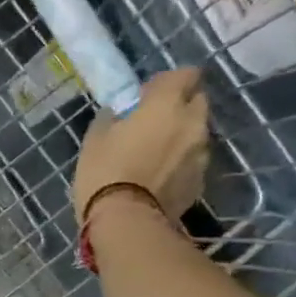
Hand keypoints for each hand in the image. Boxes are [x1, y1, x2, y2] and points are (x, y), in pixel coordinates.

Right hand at [72, 67, 210, 224]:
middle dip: (180, 106)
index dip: (168, 81)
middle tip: (154, 121)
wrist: (126, 222)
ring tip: (156, 152)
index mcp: (166, 105)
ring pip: (197, 133)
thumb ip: (111, 119)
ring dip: (181, 135)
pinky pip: (193, 161)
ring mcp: (200, 154)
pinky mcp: (200, 181)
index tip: (147, 95)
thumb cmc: (105, 173)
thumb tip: (118, 114)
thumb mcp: (95, 140)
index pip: (185, 74)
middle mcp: (192, 123)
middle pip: (197, 102)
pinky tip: (159, 175)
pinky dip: (180, 162)